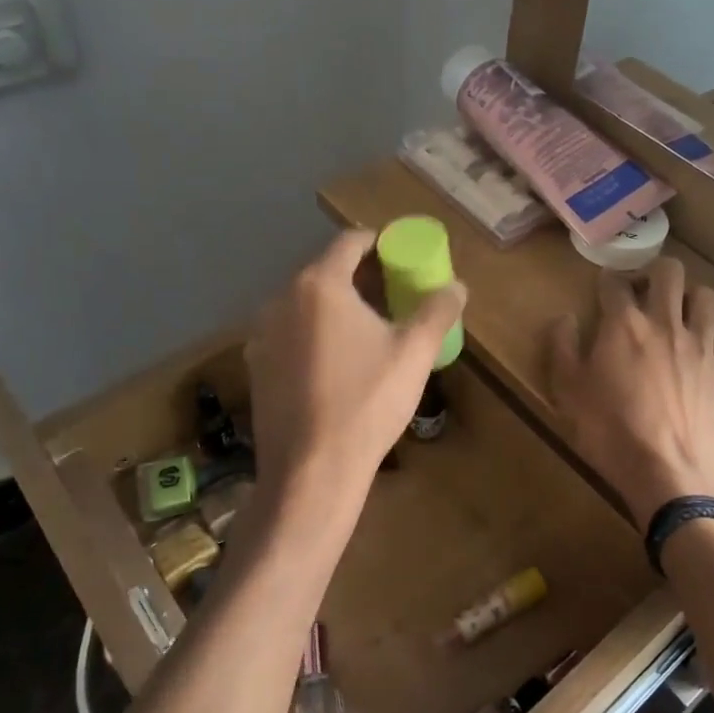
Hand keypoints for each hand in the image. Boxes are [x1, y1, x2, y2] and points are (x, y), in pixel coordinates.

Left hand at [245, 229, 464, 516]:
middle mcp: (282, 299)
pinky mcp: (256, 366)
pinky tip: (336, 362)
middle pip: (326, 271)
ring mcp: (262, 334)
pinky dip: (314, 333)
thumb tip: (457, 286)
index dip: (379, 243)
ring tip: (367, 329)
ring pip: (306, 304)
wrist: (312, 471)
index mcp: (320, 285)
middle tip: (394, 294)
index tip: (401, 256)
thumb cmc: (367, 402)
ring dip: (336, 306)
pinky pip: (290, 333)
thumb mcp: (414, 353)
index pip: (350, 241)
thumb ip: (438, 310)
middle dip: (361, 277)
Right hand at [547, 258, 713, 530]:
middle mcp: (666, 324)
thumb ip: (562, 348)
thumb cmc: (611, 435)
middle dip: (654, 273)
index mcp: (623, 325)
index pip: (615, 283)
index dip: (607, 281)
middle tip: (643, 293)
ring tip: (679, 315)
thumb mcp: (568, 394)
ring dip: (691, 297)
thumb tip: (565, 318)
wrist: (672, 478)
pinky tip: (704, 351)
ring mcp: (701, 346)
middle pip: (670, 272)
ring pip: (707, 296)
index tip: (603, 289)